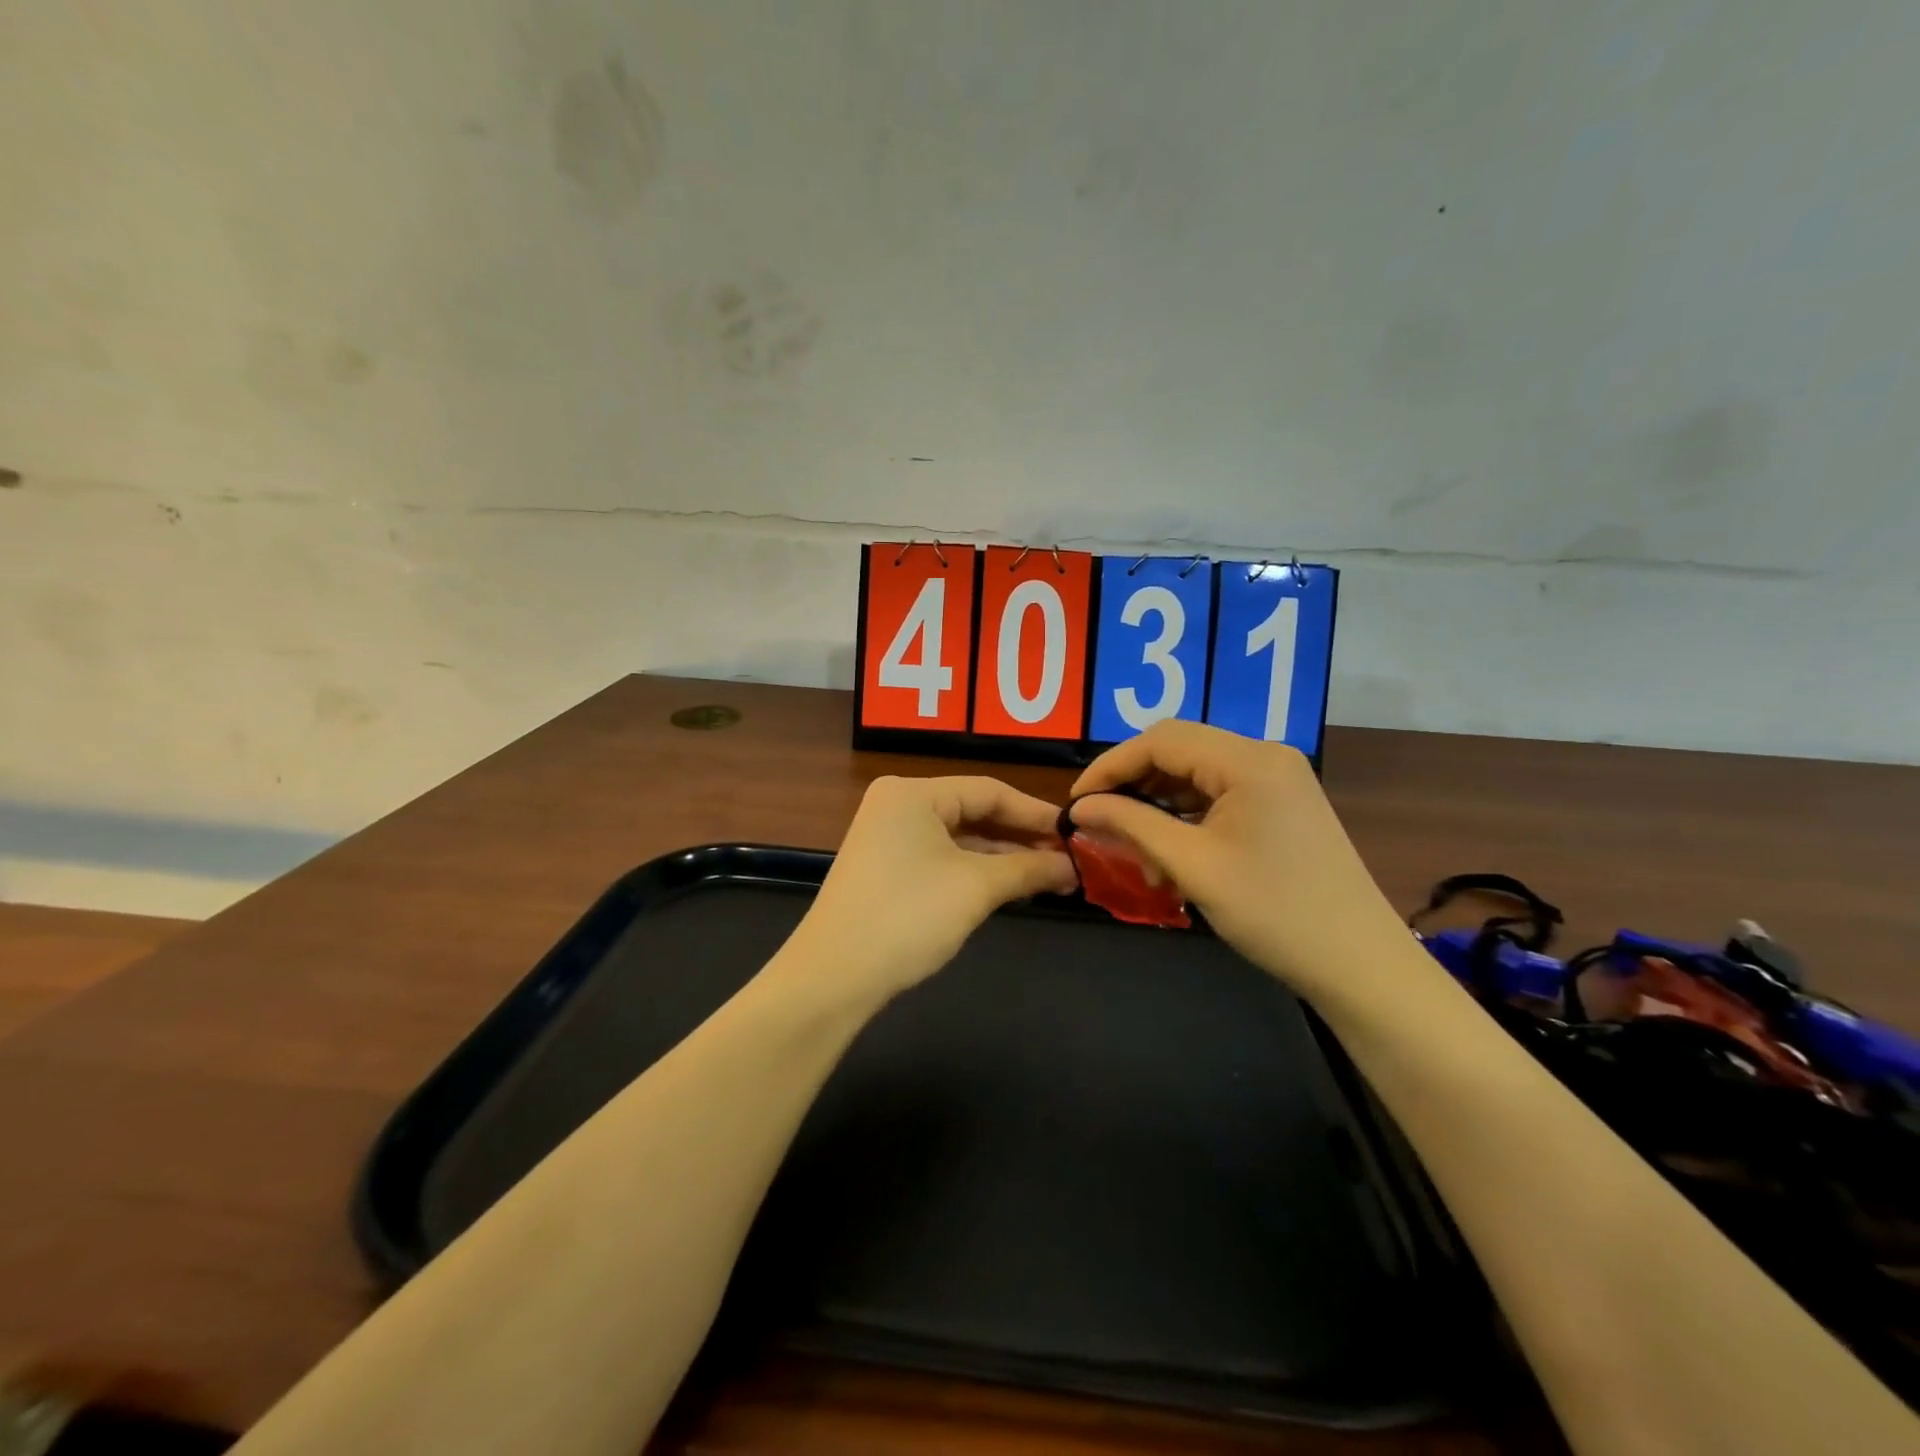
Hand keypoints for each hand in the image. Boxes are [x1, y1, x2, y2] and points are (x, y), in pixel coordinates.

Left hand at [782, 775, 1077, 1003]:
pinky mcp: (886, 868)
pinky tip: (1010, 886)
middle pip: (974, 812)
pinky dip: (976, 871)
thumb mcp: (976, 888)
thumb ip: (1028, 869)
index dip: (1036, 813)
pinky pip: (942, 858)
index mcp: (912, 793)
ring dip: (1003, 858)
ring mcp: (888, 837)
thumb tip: (1072, 866)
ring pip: (959, 838)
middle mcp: (898, 805)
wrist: (833, 977)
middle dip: (1021, 838)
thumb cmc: (907, 917)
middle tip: (1069, 859)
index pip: (989, 790)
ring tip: (1051, 877)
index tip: (1076, 834)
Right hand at [1068, 721, 1415, 1006]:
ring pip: (1196, 775)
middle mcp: (1265, 756)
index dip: (1111, 766)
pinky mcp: (1281, 804)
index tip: (1076, 802)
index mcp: (1249, 760)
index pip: (1161, 740)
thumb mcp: (1192, 866)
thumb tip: (1079, 807)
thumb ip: (1131, 825)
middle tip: (1098, 822)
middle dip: (1133, 784)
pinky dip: (1186, 817)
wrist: (1360, 965)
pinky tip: (1168, 852)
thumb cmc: (1274, 913)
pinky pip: (1218, 795)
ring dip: (1158, 804)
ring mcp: (1278, 780)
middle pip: (1178, 751)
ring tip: (1132, 847)